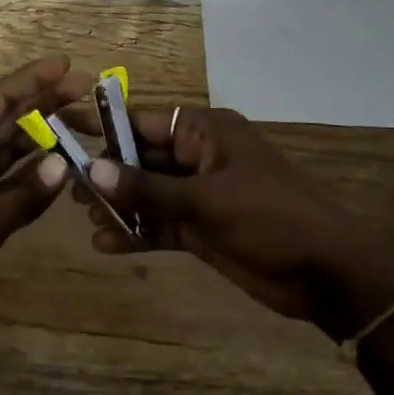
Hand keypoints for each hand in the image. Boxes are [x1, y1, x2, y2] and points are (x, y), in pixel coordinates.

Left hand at [0, 55, 92, 358]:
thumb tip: (67, 165)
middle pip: (4, 118)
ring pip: (6, 147)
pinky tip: (60, 165)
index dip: (32, 79)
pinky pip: (4, 178)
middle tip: (88, 89)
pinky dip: (30, 172)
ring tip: (82, 121)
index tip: (68, 63)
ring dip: (41, 135)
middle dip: (44, 103)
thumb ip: (25, 194)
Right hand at [79, 107, 393, 340]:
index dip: (107, 128)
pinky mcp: (202, 228)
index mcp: (206, 132)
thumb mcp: (207, 199)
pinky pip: (161, 225)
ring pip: (149, 194)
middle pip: (142, 159)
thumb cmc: (271, 217)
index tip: (66, 135)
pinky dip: (138, 233)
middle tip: (68, 189)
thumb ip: (148, 188)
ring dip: (120, 206)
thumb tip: (93, 170)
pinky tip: (107, 245)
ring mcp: (200, 195)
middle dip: (109, 174)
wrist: (327, 273)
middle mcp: (199, 158)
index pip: (145, 121)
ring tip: (85, 219)